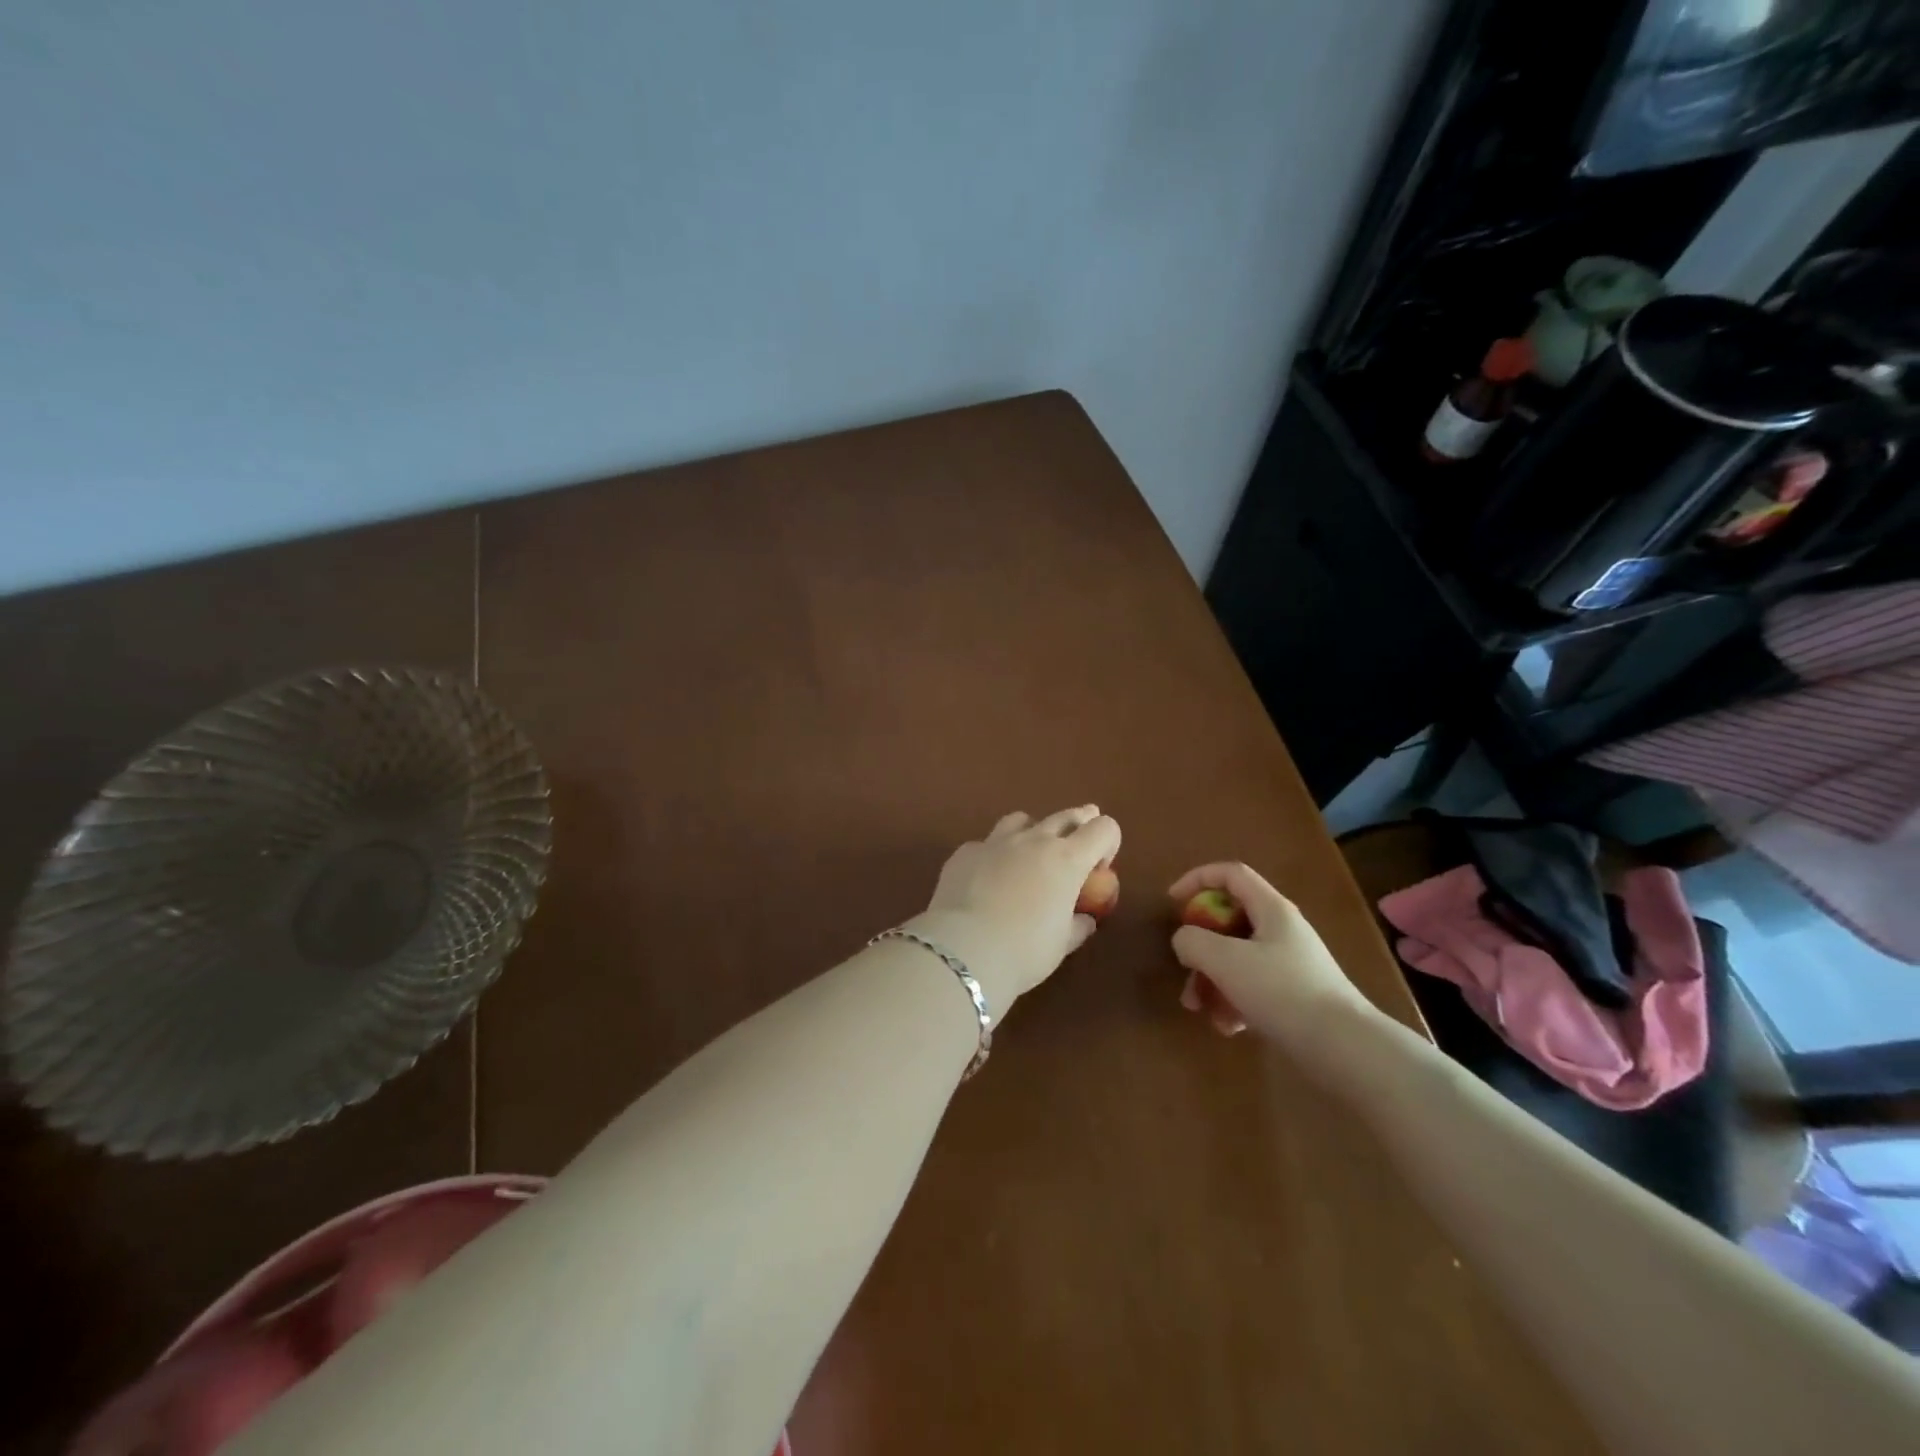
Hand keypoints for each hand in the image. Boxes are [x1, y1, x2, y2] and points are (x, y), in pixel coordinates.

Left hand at [907, 806, 1120, 1010]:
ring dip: (1033, 831)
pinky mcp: (965, 852)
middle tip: (1078, 842)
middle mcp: (1034, 840)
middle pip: (1066, 815)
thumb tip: (1083, 920)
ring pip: (1021, 820)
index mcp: (1067, 859)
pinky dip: (994, 855)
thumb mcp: (1061, 944)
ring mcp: (996, 842)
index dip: (1109, 842)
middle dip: (1078, 825)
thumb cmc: (1025, 951)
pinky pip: (986, 844)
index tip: (1100, 867)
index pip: (1103, 829)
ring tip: (1030, 853)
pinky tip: (987, 877)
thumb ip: (1077, 926)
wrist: (964, 949)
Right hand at [1168, 862, 1377, 1044]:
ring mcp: (1289, 964)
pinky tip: (1228, 1027)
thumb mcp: (1225, 960)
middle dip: (1199, 945)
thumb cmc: (1282, 991)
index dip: (1197, 879)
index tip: (1172, 902)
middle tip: (1184, 966)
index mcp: (1271, 909)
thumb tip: (1184, 940)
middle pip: (1229, 920)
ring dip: (1211, 979)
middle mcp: (1281, 930)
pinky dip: (1234, 1002)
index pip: (1230, 874)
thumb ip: (1193, 941)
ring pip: (1236, 958)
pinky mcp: (1294, 995)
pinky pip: (1252, 987)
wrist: (1345, 1048)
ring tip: (1199, 1009)